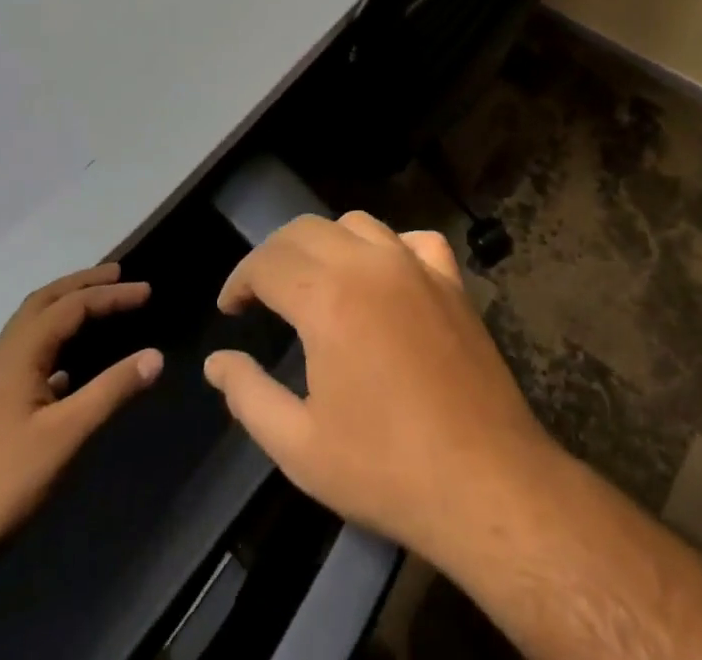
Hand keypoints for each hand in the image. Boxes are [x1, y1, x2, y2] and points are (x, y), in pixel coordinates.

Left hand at [0, 265, 163, 586]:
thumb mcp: (63, 437)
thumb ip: (111, 392)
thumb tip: (156, 355)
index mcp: (18, 355)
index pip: (71, 306)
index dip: (111, 294)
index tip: (147, 291)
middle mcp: (0, 360)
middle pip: (42, 303)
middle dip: (81, 284)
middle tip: (117, 275)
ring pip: (30, 331)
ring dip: (64, 312)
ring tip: (96, 312)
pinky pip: (24, 360)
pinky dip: (52, 348)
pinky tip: (65, 375)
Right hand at [203, 213, 555, 564]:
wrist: (483, 478)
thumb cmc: (384, 467)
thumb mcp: (299, 446)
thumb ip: (248, 395)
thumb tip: (217, 362)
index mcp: (328, 297)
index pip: (267, 261)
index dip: (239, 279)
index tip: (230, 309)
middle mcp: (370, 263)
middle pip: (307, 229)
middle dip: (274, 255)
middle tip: (261, 295)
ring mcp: (416, 265)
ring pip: (357, 223)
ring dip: (324, 243)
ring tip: (313, 283)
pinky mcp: (451, 279)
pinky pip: (412, 239)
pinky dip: (387, 246)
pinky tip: (382, 276)